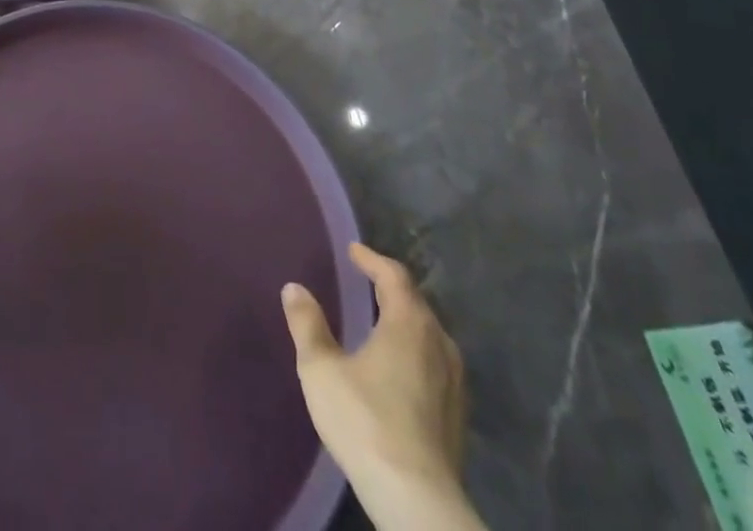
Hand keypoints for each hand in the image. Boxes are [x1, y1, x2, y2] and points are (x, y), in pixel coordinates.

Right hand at [283, 243, 484, 530]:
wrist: (417, 501)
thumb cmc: (366, 422)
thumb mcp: (322, 369)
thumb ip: (308, 325)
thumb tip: (294, 288)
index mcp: (409, 323)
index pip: (393, 275)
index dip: (372, 259)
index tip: (354, 251)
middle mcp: (438, 342)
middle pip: (415, 302)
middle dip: (390, 288)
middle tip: (366, 281)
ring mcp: (454, 381)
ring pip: (429, 334)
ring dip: (405, 321)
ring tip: (381, 321)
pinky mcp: (458, 415)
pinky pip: (435, 363)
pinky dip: (415, 350)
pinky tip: (399, 368)